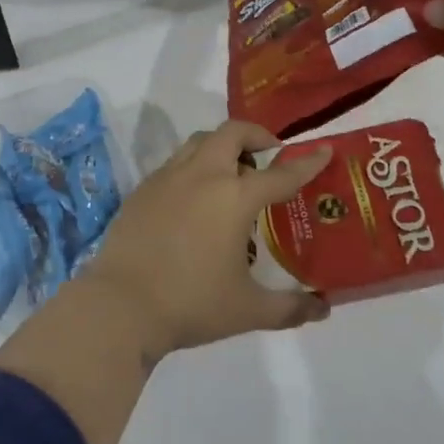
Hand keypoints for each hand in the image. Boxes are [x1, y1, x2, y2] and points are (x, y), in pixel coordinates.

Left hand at [81, 121, 332, 359]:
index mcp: (234, 197)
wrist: (119, 306)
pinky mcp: (142, 190)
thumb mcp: (248, 310)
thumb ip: (290, 307)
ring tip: (231, 174)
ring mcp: (167, 179)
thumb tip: (322, 309)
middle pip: (232, 133)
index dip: (306, 162)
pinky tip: (193, 199)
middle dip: (256, 135)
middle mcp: (202, 176)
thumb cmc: (191, 304)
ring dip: (221, 147)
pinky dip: (193, 168)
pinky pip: (174, 164)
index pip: (280, 173)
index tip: (324, 151)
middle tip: (268, 154)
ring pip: (199, 142)